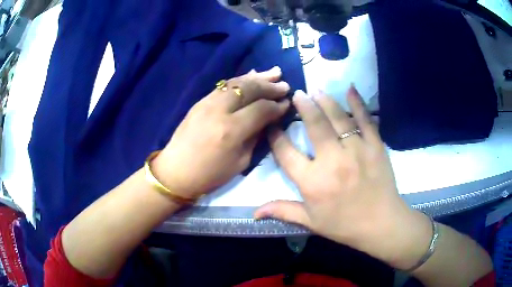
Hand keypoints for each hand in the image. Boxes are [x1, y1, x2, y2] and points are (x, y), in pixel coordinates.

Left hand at [152, 67, 290, 199]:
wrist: (176, 171)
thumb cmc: (210, 174)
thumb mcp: (240, 162)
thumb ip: (256, 136)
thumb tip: (269, 119)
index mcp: (232, 130)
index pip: (261, 109)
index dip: (277, 105)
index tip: (287, 104)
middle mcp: (220, 110)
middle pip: (250, 89)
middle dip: (270, 86)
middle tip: (285, 85)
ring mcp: (207, 102)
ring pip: (237, 82)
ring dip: (257, 77)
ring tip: (274, 73)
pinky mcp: (200, 101)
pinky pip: (224, 85)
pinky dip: (240, 79)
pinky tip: (251, 75)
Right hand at [254, 87, 431, 269]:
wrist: (381, 224)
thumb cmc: (344, 225)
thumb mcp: (311, 222)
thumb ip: (283, 211)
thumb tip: (253, 212)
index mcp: (313, 181)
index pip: (287, 153)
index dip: (276, 137)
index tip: (272, 125)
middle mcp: (333, 161)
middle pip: (315, 126)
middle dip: (304, 106)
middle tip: (298, 94)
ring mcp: (356, 150)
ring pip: (338, 118)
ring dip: (325, 101)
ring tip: (316, 89)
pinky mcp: (375, 146)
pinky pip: (366, 120)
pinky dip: (358, 103)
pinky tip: (350, 89)